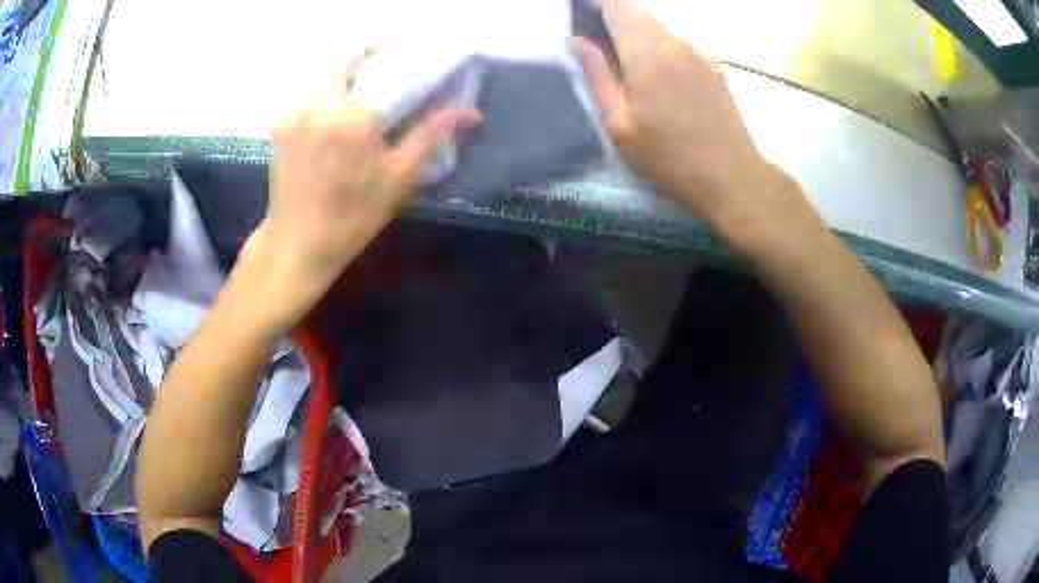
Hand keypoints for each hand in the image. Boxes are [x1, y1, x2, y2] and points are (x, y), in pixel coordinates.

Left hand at [238, 53, 480, 334]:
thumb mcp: (399, 178)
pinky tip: (332, 123)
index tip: (409, 58)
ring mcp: (293, 113)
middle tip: (384, 75)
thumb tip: (471, 113)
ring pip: (323, 76)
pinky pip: (308, 97)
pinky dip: (324, 99)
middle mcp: (317, 104)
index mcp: (351, 115)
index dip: (395, 54)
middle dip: (366, 59)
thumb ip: (431, 135)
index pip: (379, 62)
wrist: (297, 244)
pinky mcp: (279, 125)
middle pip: (344, 60)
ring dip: (344, 79)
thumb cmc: (351, 217)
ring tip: (361, 100)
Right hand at [574, 0, 803, 245]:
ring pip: (660, 30)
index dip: (599, 6)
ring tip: (634, 75)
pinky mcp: (713, 67)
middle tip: (605, 54)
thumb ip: (597, 75)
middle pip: (638, 14)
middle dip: (616, 23)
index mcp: (645, 53)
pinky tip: (665, 87)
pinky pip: (679, 47)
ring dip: (640, 39)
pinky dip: (663, 53)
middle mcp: (673, 43)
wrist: (732, 177)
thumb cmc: (669, 157)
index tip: (586, 20)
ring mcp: (698, 54)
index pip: (618, 5)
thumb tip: (578, 41)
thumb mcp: (619, 124)